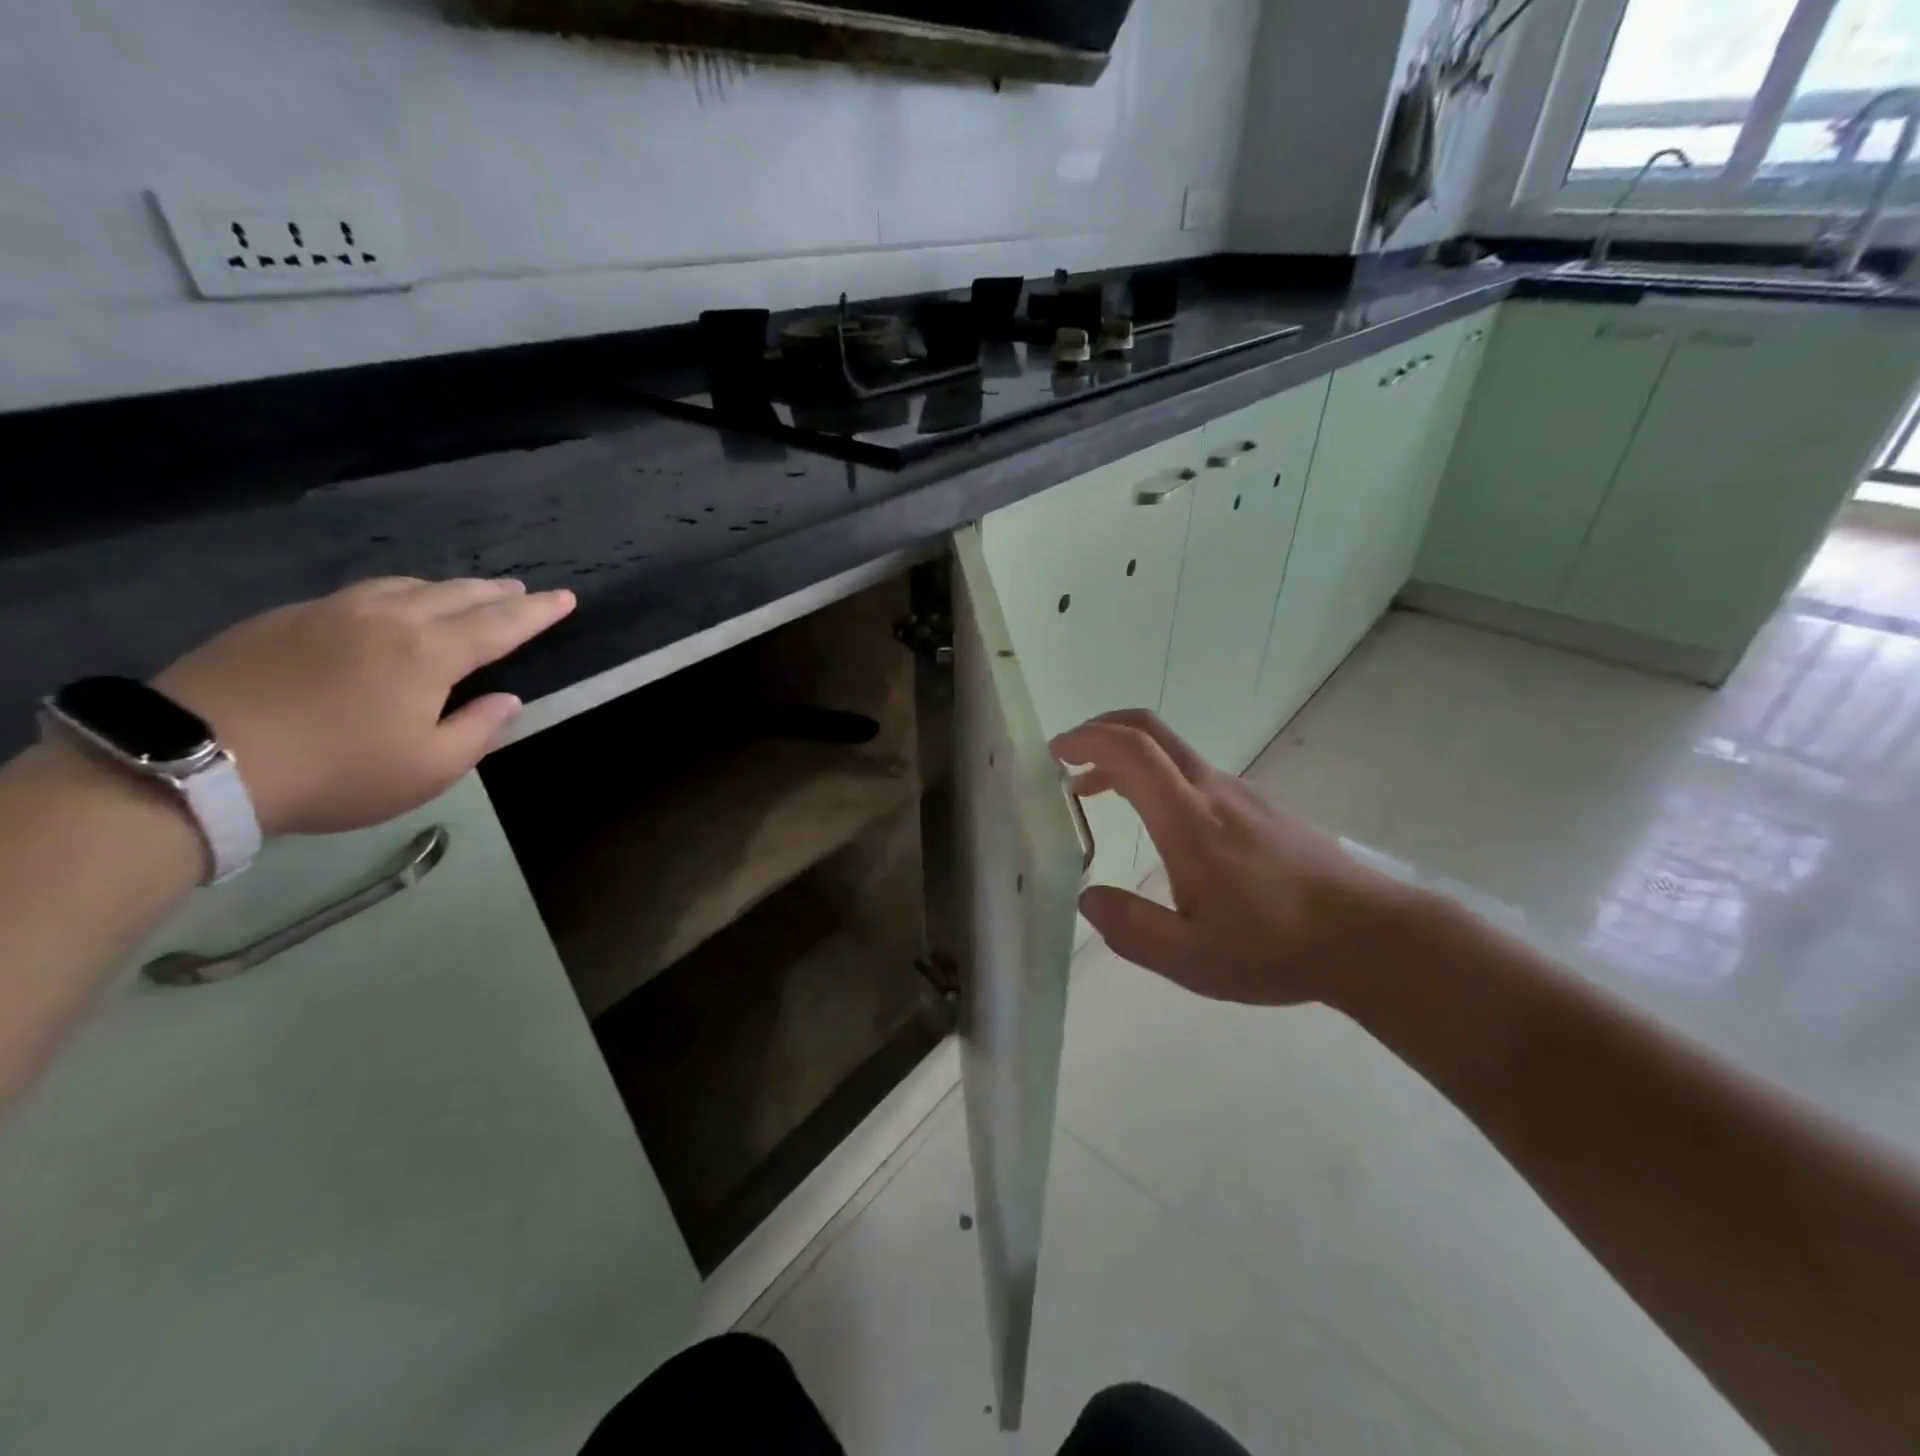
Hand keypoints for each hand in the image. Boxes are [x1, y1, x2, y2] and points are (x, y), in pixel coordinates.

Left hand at [155, 577, 574, 835]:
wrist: (196, 760)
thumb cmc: (336, 772)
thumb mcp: (428, 769)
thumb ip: (478, 730)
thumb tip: (507, 700)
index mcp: (430, 652)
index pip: (502, 623)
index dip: (539, 611)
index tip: (566, 597)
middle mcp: (388, 617)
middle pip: (457, 593)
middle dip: (497, 592)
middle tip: (521, 591)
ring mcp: (331, 611)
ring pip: (406, 585)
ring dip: (447, 588)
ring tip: (464, 594)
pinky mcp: (284, 617)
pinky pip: (360, 594)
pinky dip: (396, 595)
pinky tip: (391, 609)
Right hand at [1050, 710, 1418, 1007]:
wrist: (1369, 936)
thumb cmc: (1275, 946)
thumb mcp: (1190, 957)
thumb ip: (1129, 927)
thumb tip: (1086, 897)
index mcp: (1188, 819)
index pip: (1130, 750)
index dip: (1086, 739)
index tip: (1054, 753)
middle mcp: (1211, 790)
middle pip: (1149, 729)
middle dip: (1100, 729)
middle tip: (1066, 756)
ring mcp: (1239, 793)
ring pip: (1171, 751)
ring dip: (1125, 756)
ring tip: (1094, 791)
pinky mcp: (1258, 805)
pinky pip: (1193, 772)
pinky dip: (1154, 775)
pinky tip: (1154, 819)